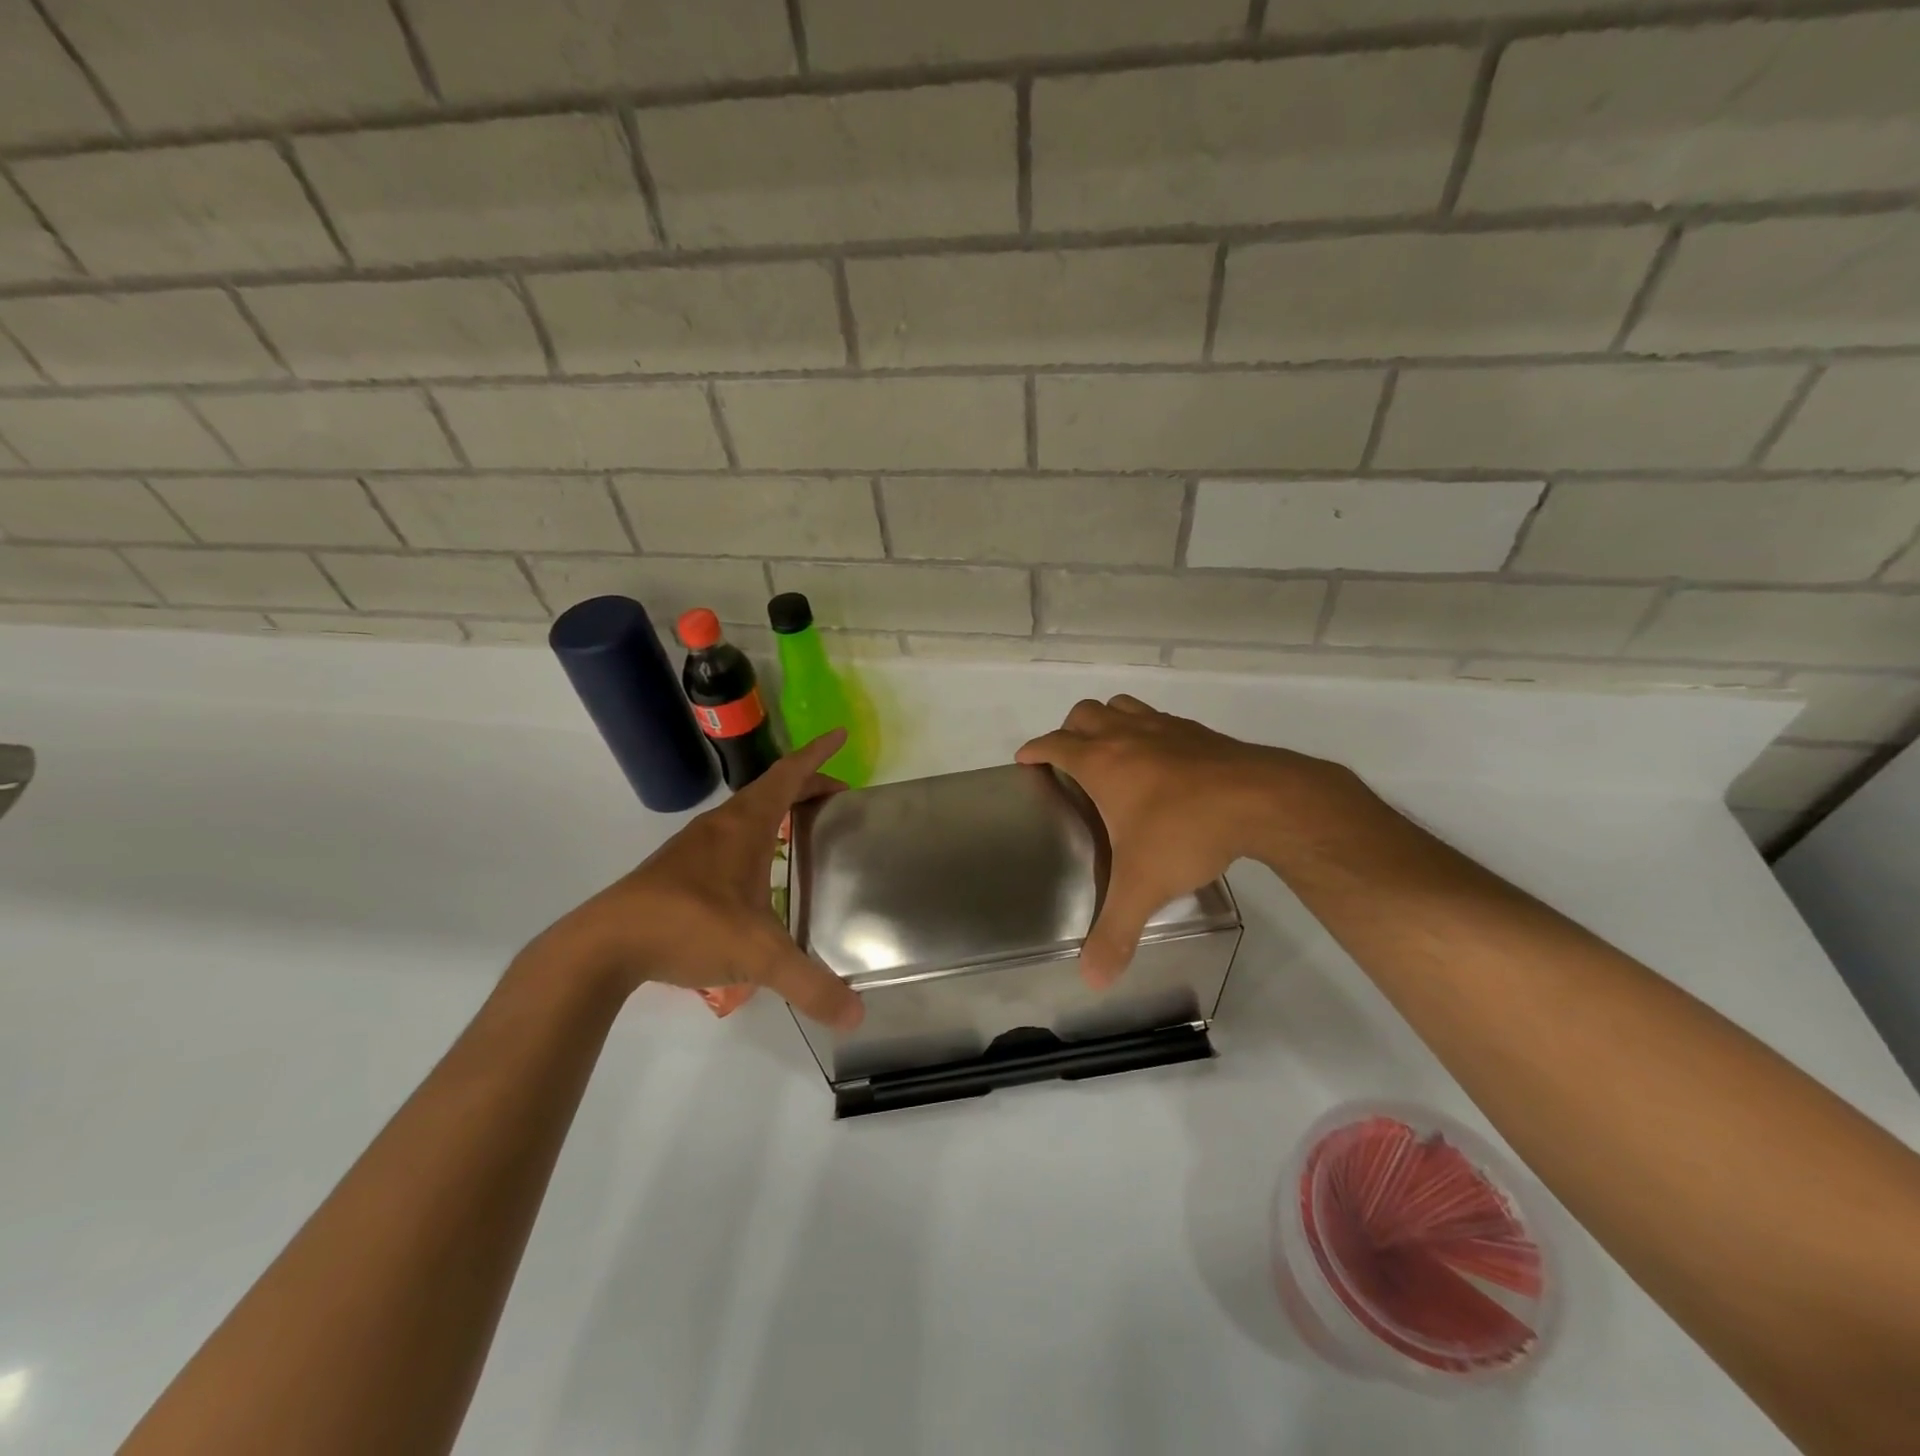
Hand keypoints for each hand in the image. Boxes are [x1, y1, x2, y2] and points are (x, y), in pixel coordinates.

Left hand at [529, 730, 864, 1028]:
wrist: (605, 945)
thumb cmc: (689, 927)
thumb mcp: (758, 956)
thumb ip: (809, 984)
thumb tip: (857, 1016)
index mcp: (745, 825)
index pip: (789, 775)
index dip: (818, 754)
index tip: (841, 735)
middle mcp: (721, 825)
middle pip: (771, 790)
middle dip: (808, 787)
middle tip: (839, 799)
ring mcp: (695, 846)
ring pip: (746, 814)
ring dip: (778, 811)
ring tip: (805, 830)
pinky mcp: (677, 870)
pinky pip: (729, 838)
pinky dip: (756, 837)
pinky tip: (759, 873)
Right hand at [1017, 696, 1360, 987]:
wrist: (1262, 800)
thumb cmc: (1186, 832)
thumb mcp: (1143, 887)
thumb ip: (1115, 933)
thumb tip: (1092, 981)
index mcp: (1102, 763)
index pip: (1055, 744)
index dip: (1035, 749)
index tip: (1025, 759)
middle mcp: (1128, 736)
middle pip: (1084, 714)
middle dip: (1069, 731)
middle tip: (1069, 760)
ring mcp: (1165, 728)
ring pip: (1122, 706)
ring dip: (1107, 721)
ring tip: (1110, 751)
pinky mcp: (1198, 732)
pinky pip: (1159, 718)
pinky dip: (1146, 730)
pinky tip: (1161, 761)